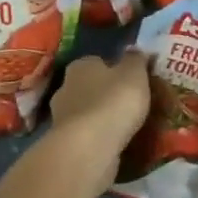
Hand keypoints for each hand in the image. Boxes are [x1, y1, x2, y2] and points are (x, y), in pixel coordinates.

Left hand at [50, 50, 151, 186]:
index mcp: (81, 65)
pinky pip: (85, 135)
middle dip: (105, 94)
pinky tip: (113, 144)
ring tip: (124, 127)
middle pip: (88, 87)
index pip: (97, 61)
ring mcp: (61, 117)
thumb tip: (134, 49)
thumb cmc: (114, 102)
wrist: (89, 148)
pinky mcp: (65, 142)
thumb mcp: (134, 74)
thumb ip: (135, 60)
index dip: (114, 70)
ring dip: (100, 118)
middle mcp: (65, 87)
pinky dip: (97, 138)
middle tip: (129, 105)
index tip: (131, 81)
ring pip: (85, 112)